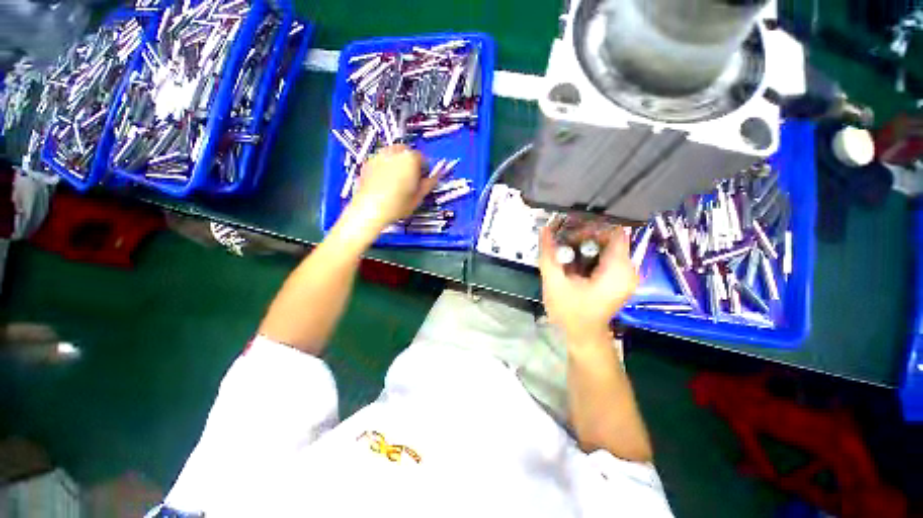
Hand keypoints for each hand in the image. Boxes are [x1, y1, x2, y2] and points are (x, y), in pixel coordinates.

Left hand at [347, 145, 438, 231]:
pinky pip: (381, 161)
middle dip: (410, 163)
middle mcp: (394, 152)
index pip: (423, 157)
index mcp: (410, 158)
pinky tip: (386, 183)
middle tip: (411, 180)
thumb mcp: (419, 196)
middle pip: (407, 153)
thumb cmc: (396, 204)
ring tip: (398, 182)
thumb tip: (437, 176)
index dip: (424, 169)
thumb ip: (430, 182)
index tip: (423, 179)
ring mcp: (379, 156)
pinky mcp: (368, 163)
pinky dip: (385, 167)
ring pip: (393, 155)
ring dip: (398, 164)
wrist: (370, 209)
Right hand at [539, 225, 638, 346]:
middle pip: (610, 237)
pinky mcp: (617, 278)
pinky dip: (588, 253)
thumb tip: (544, 229)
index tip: (569, 231)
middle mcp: (628, 269)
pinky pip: (605, 256)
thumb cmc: (570, 313)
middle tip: (562, 242)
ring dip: (584, 244)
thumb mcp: (555, 282)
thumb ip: (549, 254)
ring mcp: (624, 274)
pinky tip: (572, 261)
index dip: (591, 226)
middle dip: (584, 236)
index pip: (614, 231)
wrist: (583, 336)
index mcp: (618, 270)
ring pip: (606, 245)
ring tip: (565, 251)